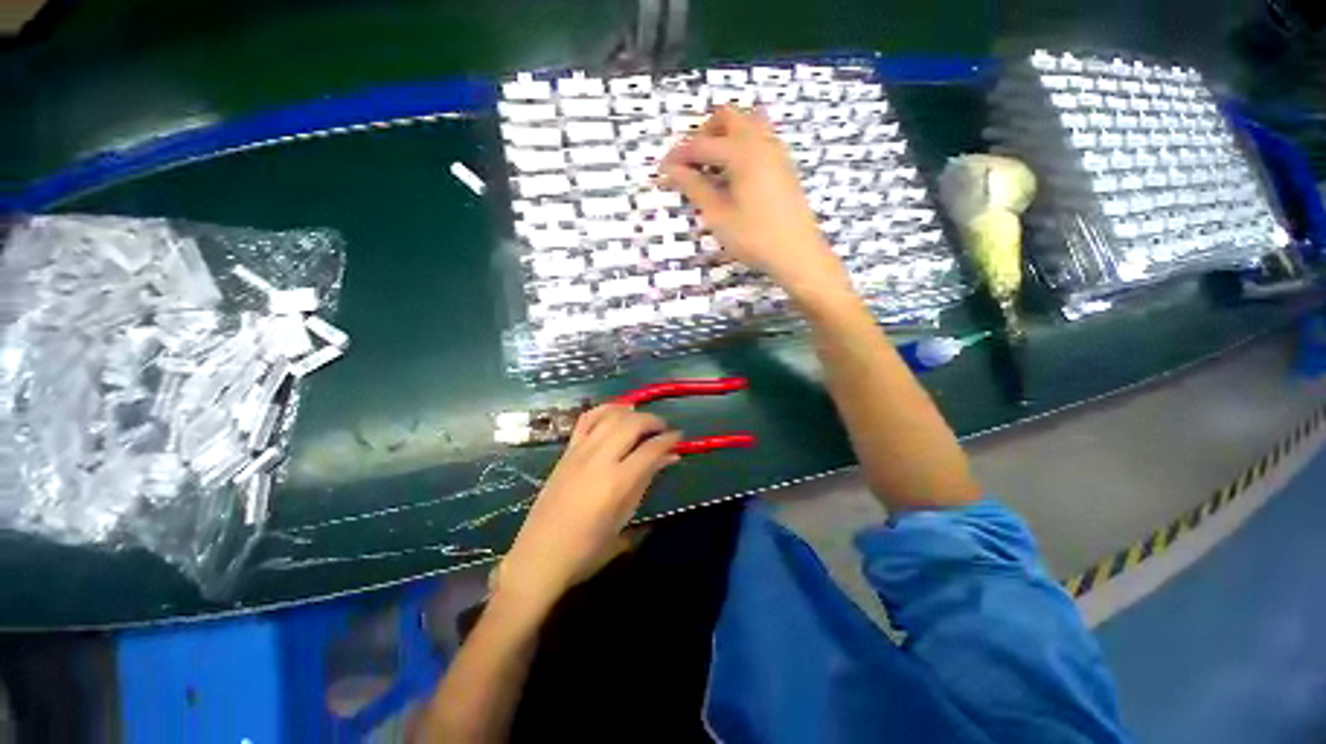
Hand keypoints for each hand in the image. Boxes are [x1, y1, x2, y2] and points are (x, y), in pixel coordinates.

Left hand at [495, 405, 680, 612]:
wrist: (540, 556)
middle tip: (663, 429)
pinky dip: (604, 410)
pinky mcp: (566, 451)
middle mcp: (599, 459)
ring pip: (610, 416)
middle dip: (653, 421)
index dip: (669, 439)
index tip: (679, 437)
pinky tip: (615, 414)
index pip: (651, 449)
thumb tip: (669, 458)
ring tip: (642, 421)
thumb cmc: (588, 549)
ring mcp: (580, 451)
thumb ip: (646, 481)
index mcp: (617, 482)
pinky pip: (586, 420)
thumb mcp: (624, 518)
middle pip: (632, 424)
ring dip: (631, 413)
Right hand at [660, 106, 851, 298]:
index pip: (701, 144)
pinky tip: (734, 176)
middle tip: (691, 164)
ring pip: (747, 123)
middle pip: (727, 116)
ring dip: (725, 136)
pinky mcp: (784, 165)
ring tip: (712, 169)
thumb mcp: (718, 215)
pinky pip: (760, 139)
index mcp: (741, 151)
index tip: (662, 171)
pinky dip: (741, 146)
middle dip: (703, 134)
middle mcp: (761, 141)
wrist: (797, 253)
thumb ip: (694, 187)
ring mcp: (776, 151)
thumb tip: (671, 170)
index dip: (678, 156)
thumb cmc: (754, 238)